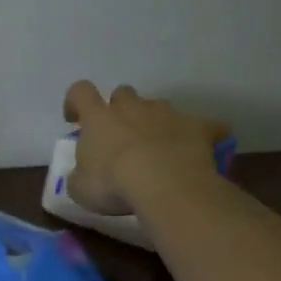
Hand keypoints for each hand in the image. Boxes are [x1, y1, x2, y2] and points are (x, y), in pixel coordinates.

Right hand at [62, 80, 228, 215]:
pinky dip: (202, 135)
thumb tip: (83, 176)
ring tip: (159, 148)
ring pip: (160, 106)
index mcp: (98, 118)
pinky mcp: (199, 127)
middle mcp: (132, 107)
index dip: (76, 102)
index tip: (75, 119)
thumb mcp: (80, 188)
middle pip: (123, 93)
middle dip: (121, 109)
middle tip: (121, 135)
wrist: (165, 185)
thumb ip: (80, 176)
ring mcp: (167, 114)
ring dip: (156, 122)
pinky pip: (204, 126)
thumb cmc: (113, 184)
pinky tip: (203, 151)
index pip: (80, 92)